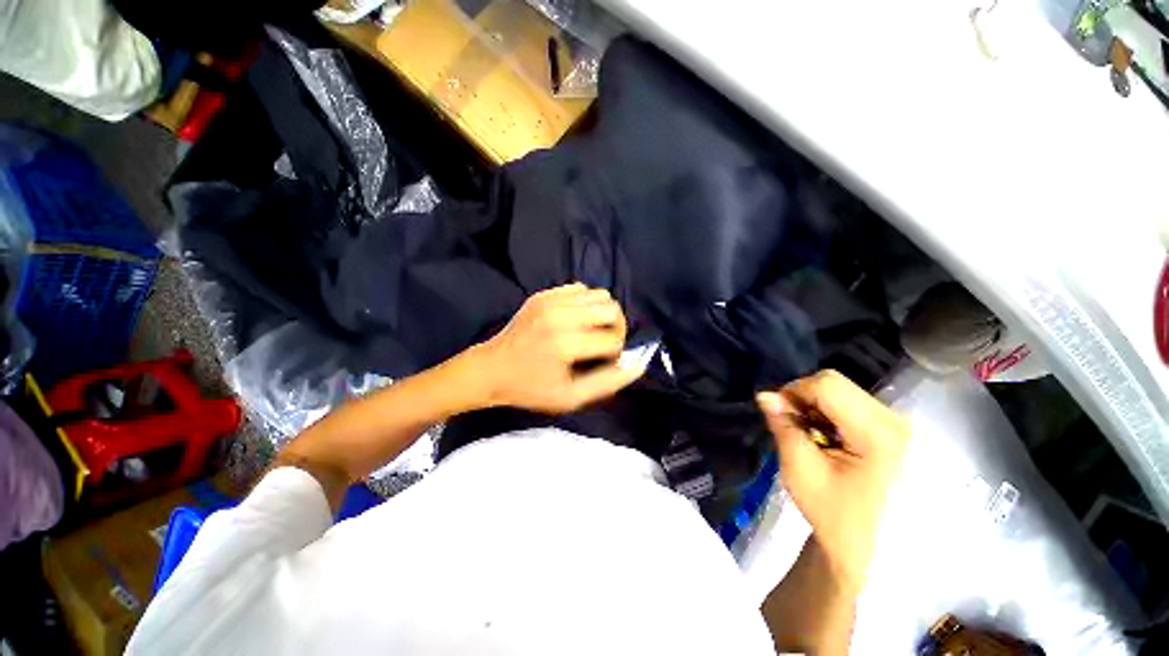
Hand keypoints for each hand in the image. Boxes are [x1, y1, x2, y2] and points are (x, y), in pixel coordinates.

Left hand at [470, 283, 644, 413]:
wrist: (491, 369)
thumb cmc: (530, 388)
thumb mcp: (570, 398)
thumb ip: (608, 382)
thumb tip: (638, 364)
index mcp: (566, 344)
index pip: (613, 339)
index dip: (616, 353)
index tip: (603, 362)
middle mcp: (561, 316)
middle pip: (612, 309)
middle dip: (616, 328)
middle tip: (603, 343)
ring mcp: (550, 300)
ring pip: (600, 295)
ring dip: (603, 314)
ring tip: (591, 331)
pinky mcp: (543, 294)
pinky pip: (580, 289)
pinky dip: (586, 303)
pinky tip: (576, 320)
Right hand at [757, 370, 909, 593]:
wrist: (869, 546)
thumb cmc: (834, 513)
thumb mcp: (800, 470)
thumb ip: (783, 426)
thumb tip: (765, 395)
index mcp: (878, 434)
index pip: (826, 386)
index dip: (793, 393)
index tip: (779, 415)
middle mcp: (895, 420)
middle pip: (835, 383)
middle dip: (803, 398)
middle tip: (792, 425)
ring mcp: (897, 422)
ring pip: (841, 389)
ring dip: (815, 404)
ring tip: (808, 433)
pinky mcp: (893, 427)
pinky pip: (851, 401)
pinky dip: (828, 411)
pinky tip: (825, 436)